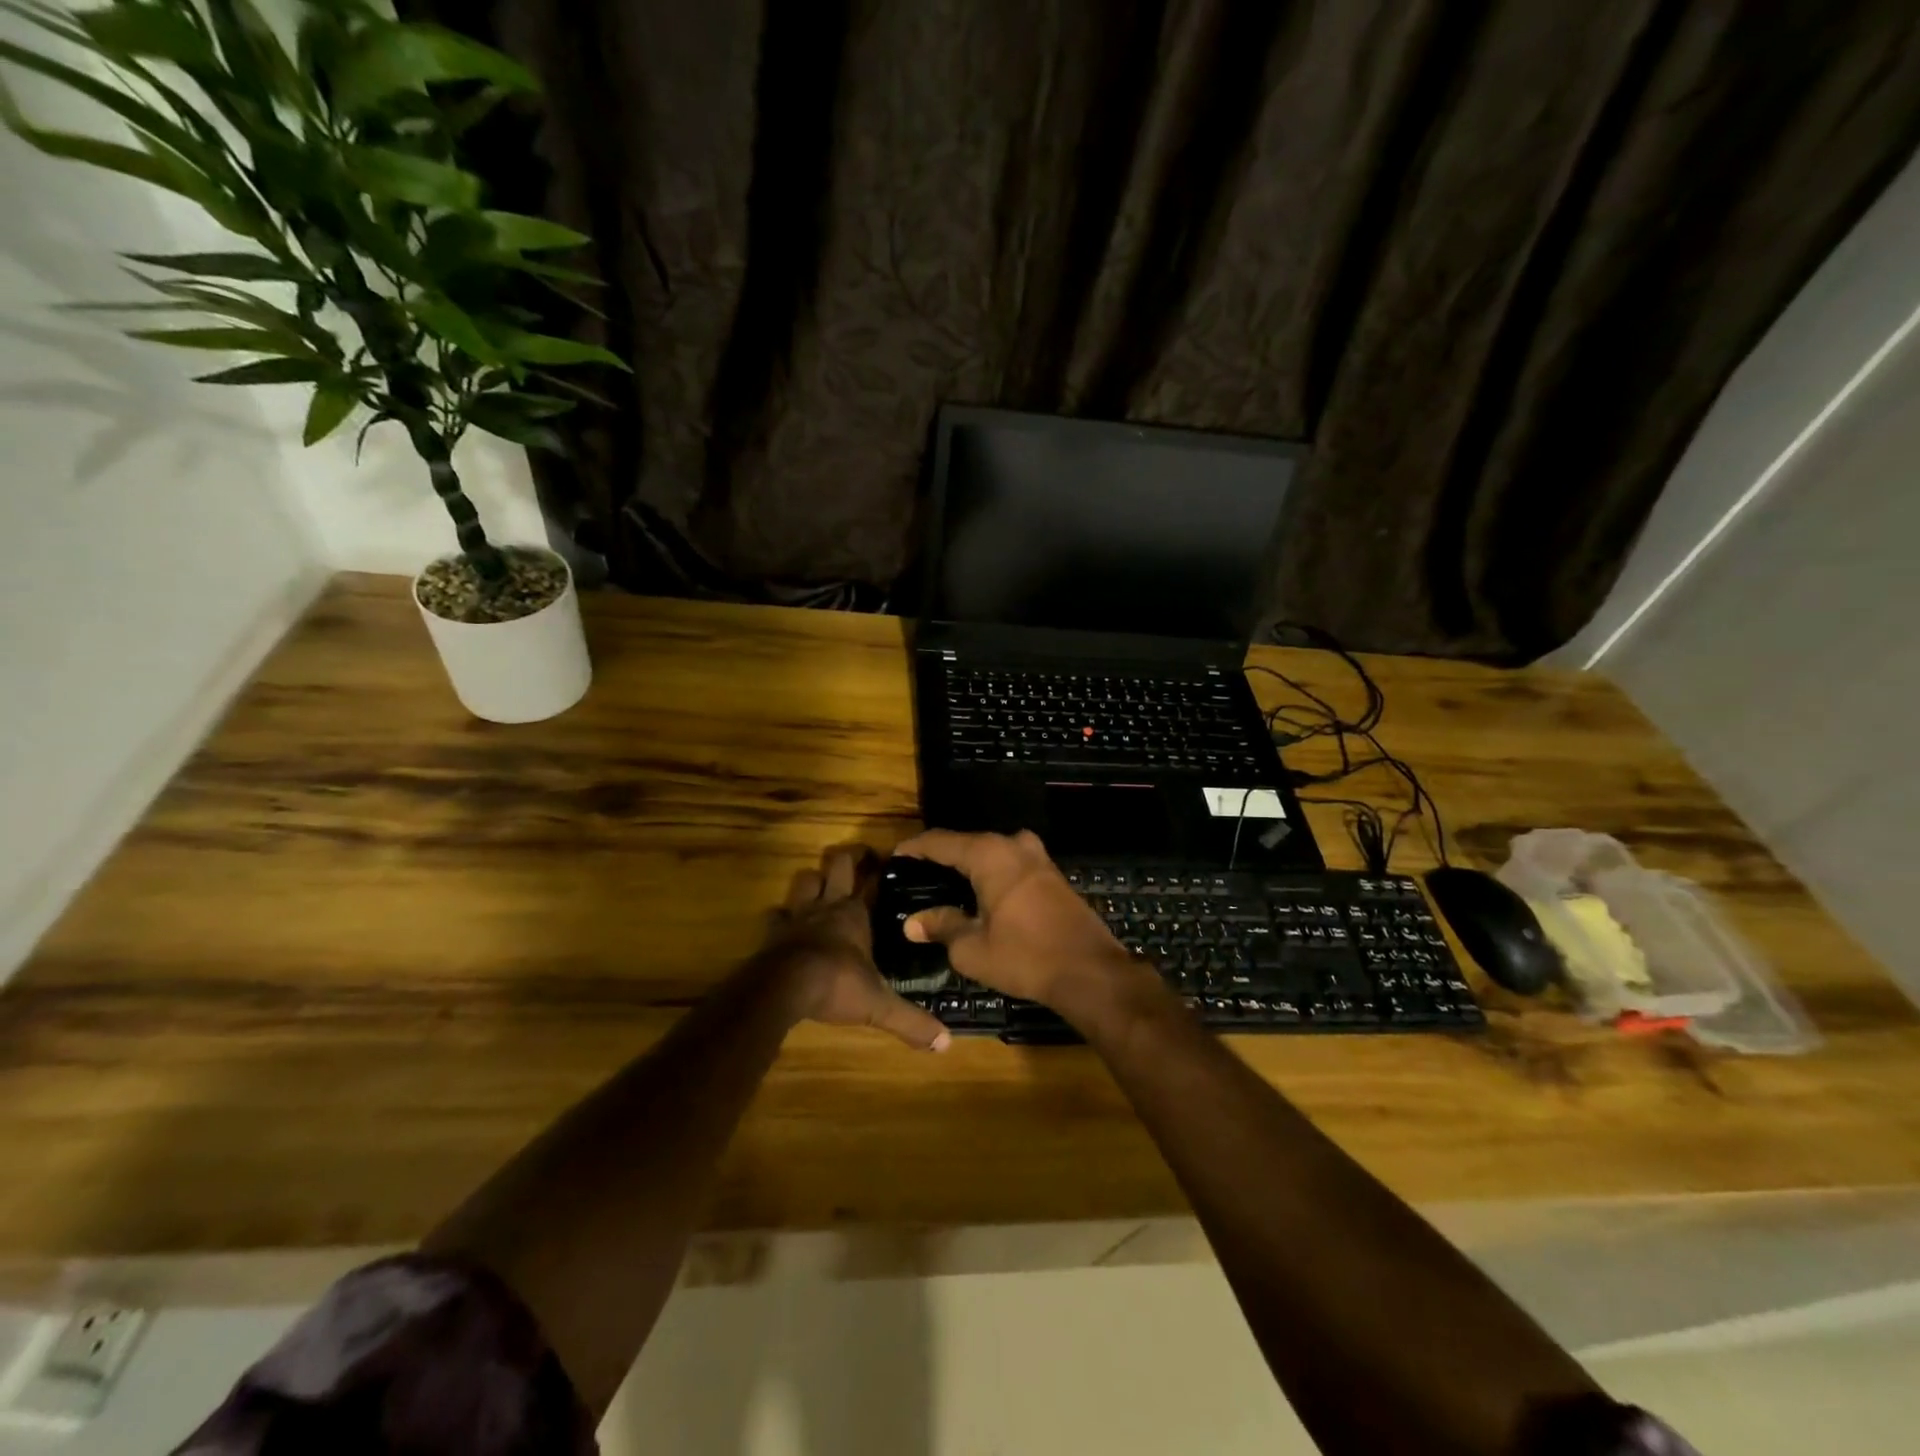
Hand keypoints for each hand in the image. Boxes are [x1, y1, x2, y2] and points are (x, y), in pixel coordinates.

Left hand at [761, 844, 951, 1051]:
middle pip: (836, 865)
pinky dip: (782, 915)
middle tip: (859, 857)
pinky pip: (776, 914)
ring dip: (814, 879)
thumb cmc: (835, 985)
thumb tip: (946, 1043)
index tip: (888, 859)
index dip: (879, 868)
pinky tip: (785, 922)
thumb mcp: (879, 1005)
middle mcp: (827, 907)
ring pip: (805, 880)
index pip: (871, 880)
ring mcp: (797, 916)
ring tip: (822, 885)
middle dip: (848, 857)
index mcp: (854, 915)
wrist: (783, 988)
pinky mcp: (773, 932)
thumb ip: (911, 1021)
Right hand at [892, 829, 1152, 1020]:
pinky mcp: (1052, 874)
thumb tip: (912, 922)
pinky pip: (1010, 865)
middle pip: (967, 844)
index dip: (914, 849)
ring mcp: (1038, 857)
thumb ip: (941, 926)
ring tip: (943, 888)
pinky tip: (978, 896)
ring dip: (968, 867)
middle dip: (941, 858)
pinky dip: (990, 875)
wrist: (1090, 971)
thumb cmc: (1025, 956)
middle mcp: (1013, 845)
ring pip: (991, 854)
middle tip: (916, 878)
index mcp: (989, 854)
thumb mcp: (972, 948)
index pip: (940, 841)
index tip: (894, 858)